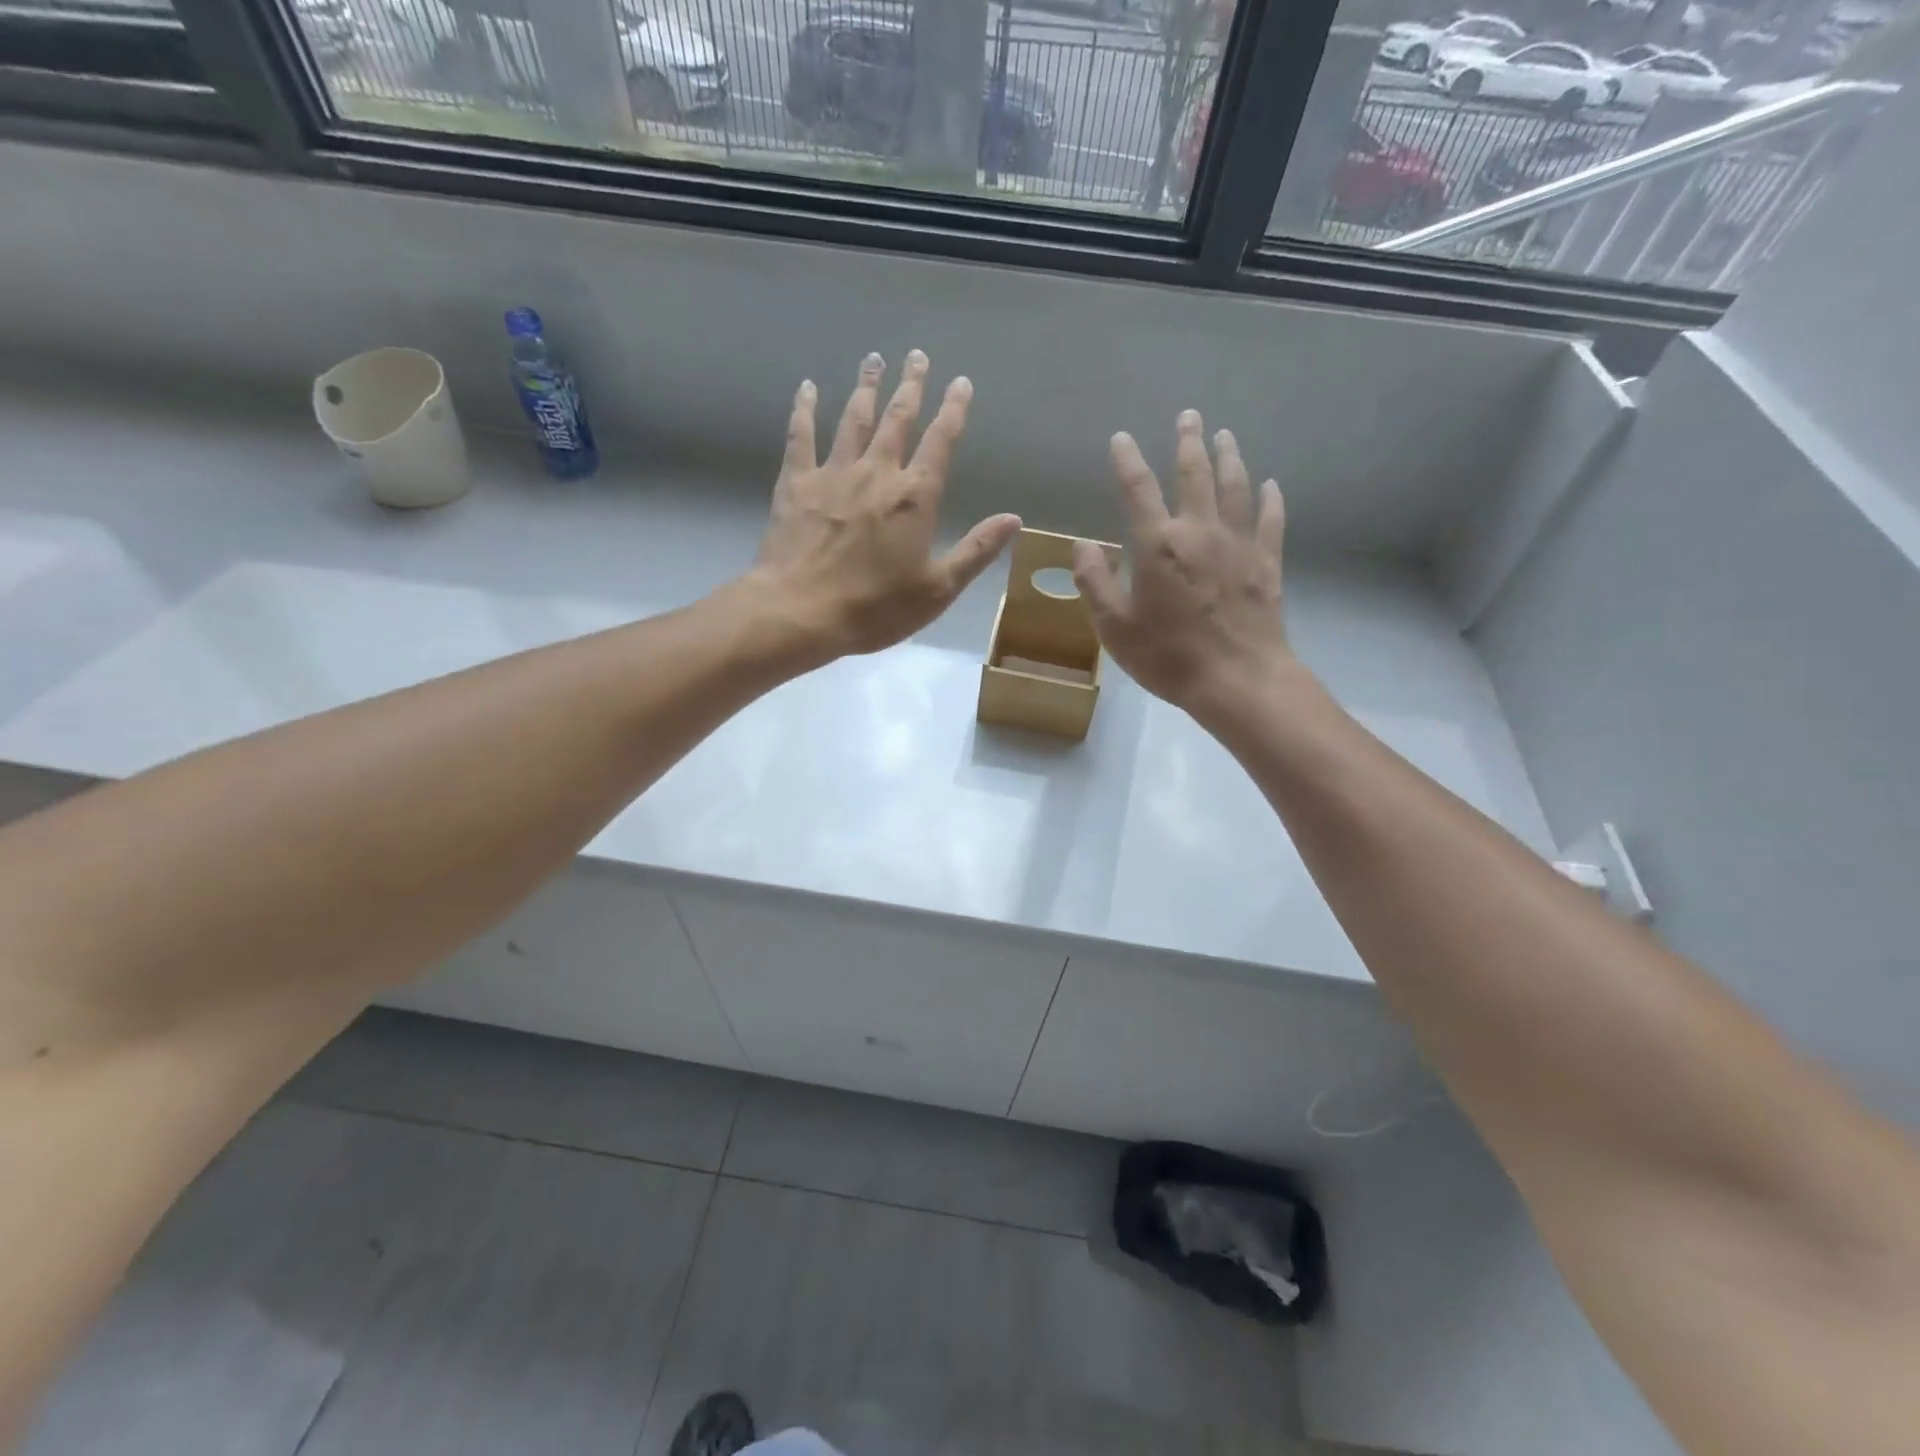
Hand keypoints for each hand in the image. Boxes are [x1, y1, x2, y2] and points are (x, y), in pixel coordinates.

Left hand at [750, 350, 1020, 659]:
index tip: (960, 382)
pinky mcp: (797, 483)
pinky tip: (808, 388)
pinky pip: (801, 436)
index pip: (941, 442)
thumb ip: (975, 550)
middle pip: (898, 418)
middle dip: (911, 386)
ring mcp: (834, 473)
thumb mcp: (937, 589)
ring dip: (866, 387)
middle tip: (916, 356)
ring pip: (854, 419)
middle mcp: (877, 472)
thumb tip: (1014, 519)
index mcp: (915, 497)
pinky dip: (805, 409)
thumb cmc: (875, 608)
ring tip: (874, 359)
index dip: (953, 410)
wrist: (801, 612)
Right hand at [1072, 410, 1288, 720]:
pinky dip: (1270, 498)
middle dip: (1189, 442)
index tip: (1121, 438)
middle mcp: (1200, 531)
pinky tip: (1270, 485)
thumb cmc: (1169, 656)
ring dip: (1229, 457)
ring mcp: (1239, 544)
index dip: (1127, 461)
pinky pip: (1270, 520)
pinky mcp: (1266, 563)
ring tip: (1226, 435)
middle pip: (1195, 475)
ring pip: (1236, 487)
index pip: (1138, 490)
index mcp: (1158, 545)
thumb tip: (1082, 545)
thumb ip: (1095, 582)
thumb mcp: (1115, 627)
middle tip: (1188, 416)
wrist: (1238, 680)